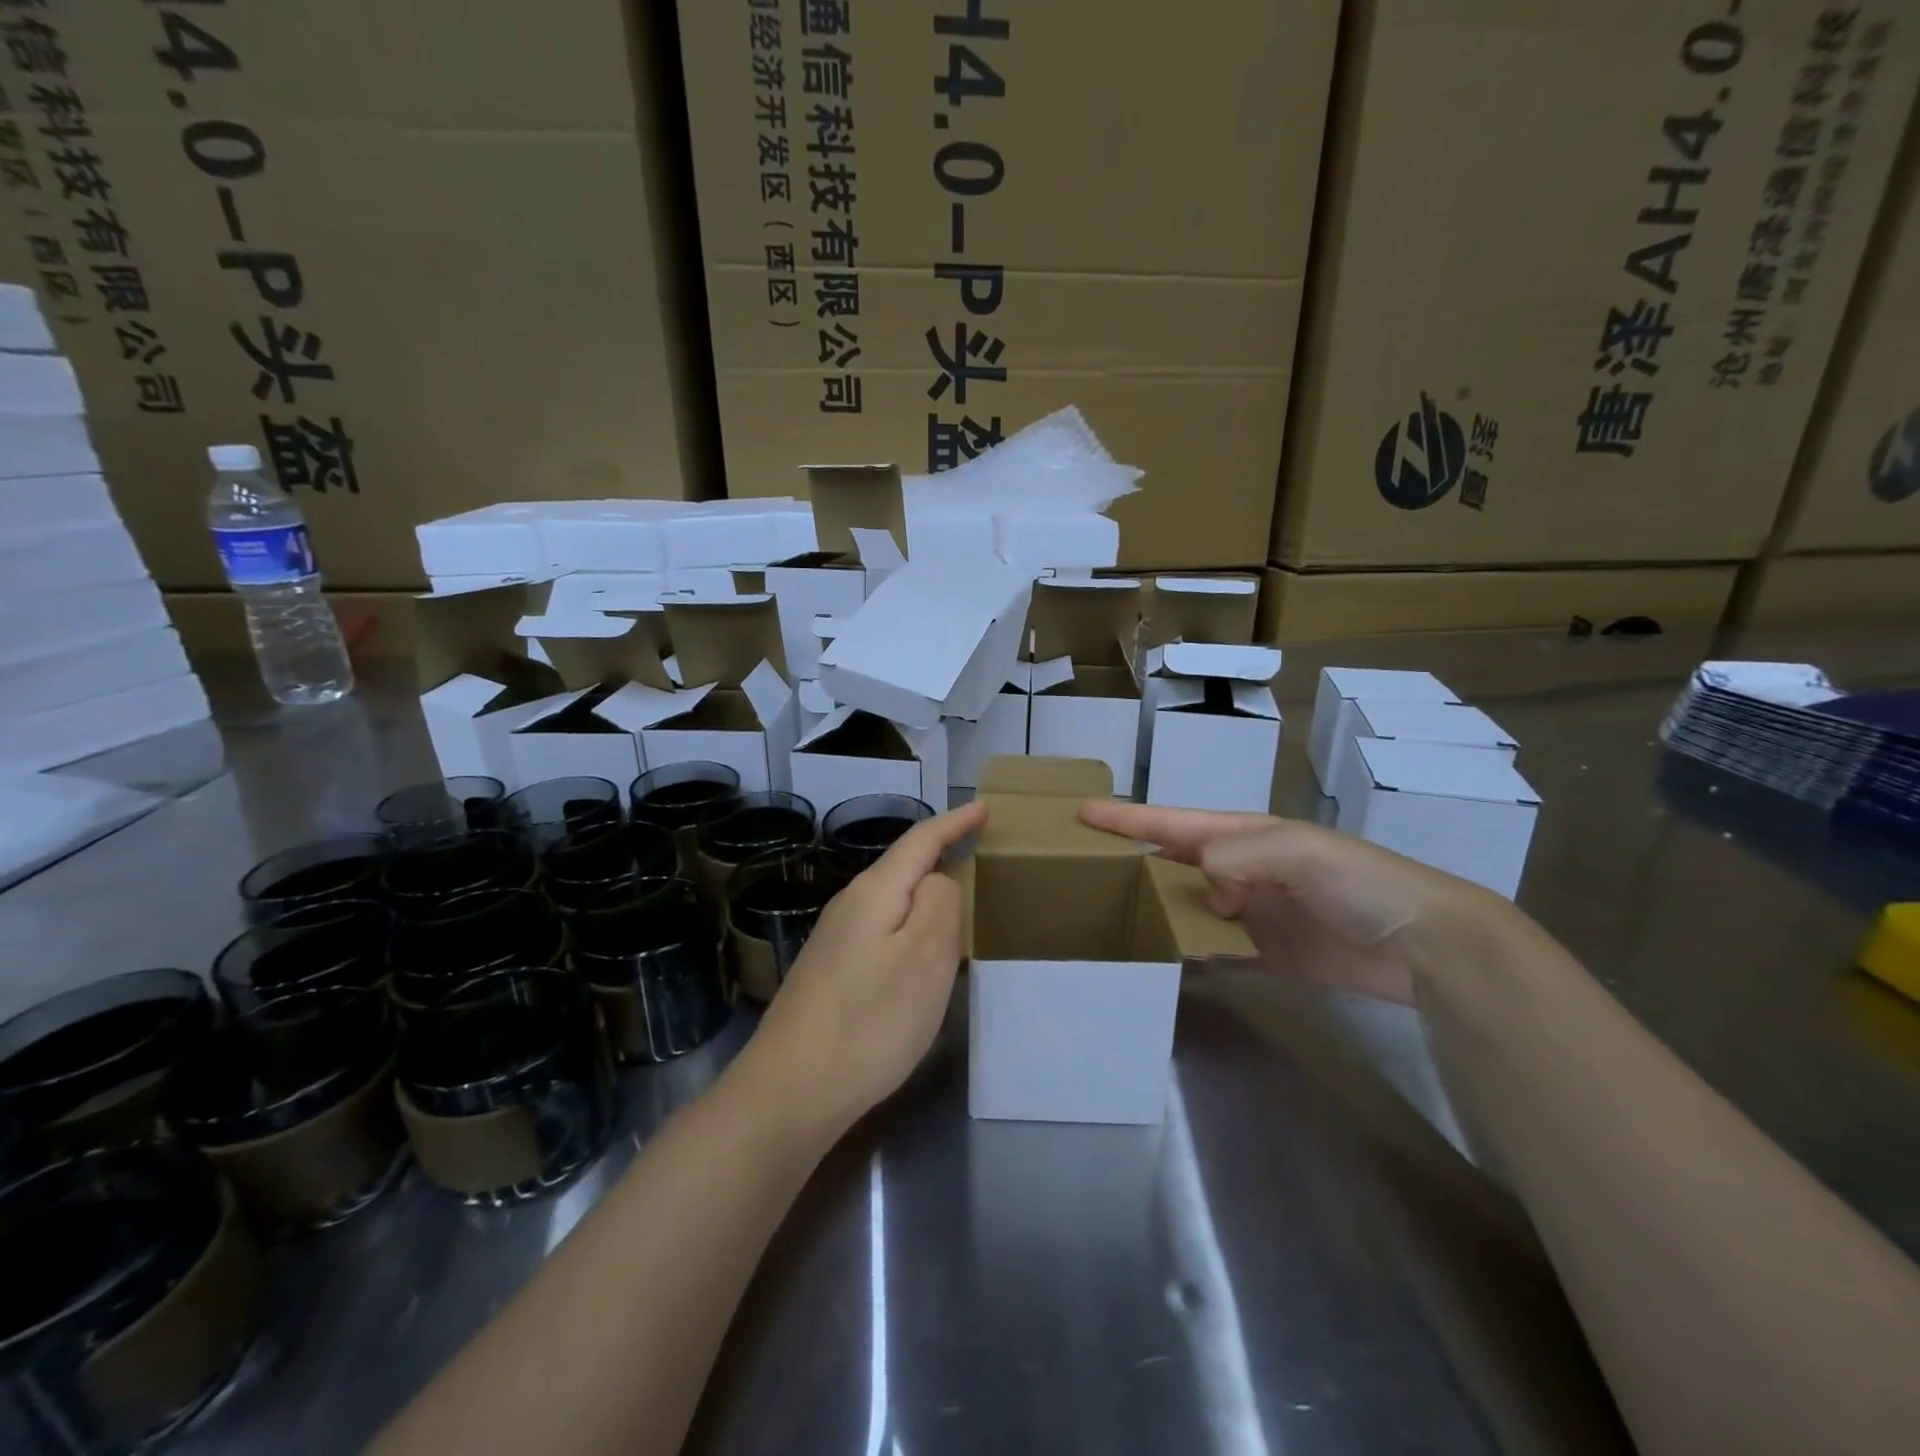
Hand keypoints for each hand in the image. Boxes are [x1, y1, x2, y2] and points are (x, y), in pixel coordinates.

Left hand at [743, 802, 985, 1133]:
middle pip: (902, 867)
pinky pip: (881, 932)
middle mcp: (850, 906)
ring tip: (958, 903)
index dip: (954, 822)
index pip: (920, 841)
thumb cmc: (869, 1021)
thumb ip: (940, 905)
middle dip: (940, 855)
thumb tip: (938, 882)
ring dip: (925, 896)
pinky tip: (918, 953)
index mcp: (874, 893)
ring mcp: (834, 941)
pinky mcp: (830, 973)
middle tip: (978, 852)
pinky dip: (909, 929)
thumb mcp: (925, 957)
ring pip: (891, 902)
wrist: (789, 1091)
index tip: (984, 807)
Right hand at [1080, 801, 1514, 1003]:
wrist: (1426, 945)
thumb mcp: (1300, 851)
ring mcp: (1250, 913)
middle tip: (1081, 871)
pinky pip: (1211, 949)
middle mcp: (1240, 869)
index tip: (1081, 814)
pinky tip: (1158, 960)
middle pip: (1172, 863)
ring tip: (1106, 917)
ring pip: (1186, 907)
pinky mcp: (1264, 953)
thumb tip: (1202, 889)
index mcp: (1244, 836)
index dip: (1128, 818)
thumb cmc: (1361, 883)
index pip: (1173, 823)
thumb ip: (1240, 857)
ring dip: (1153, 909)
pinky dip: (1185, 952)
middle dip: (1130, 861)